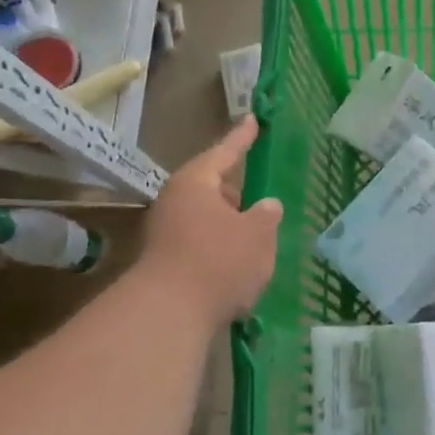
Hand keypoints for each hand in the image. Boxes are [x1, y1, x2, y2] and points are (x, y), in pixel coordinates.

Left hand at [143, 118, 283, 325]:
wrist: (168, 314)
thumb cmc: (218, 261)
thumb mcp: (257, 235)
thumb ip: (266, 217)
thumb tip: (267, 206)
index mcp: (196, 183)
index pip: (225, 152)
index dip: (242, 138)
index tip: (253, 120)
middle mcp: (175, 202)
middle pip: (211, 187)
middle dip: (235, 190)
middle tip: (257, 188)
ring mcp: (166, 234)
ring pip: (206, 219)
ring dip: (229, 223)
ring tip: (254, 230)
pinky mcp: (167, 264)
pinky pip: (201, 244)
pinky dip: (220, 247)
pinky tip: (239, 262)